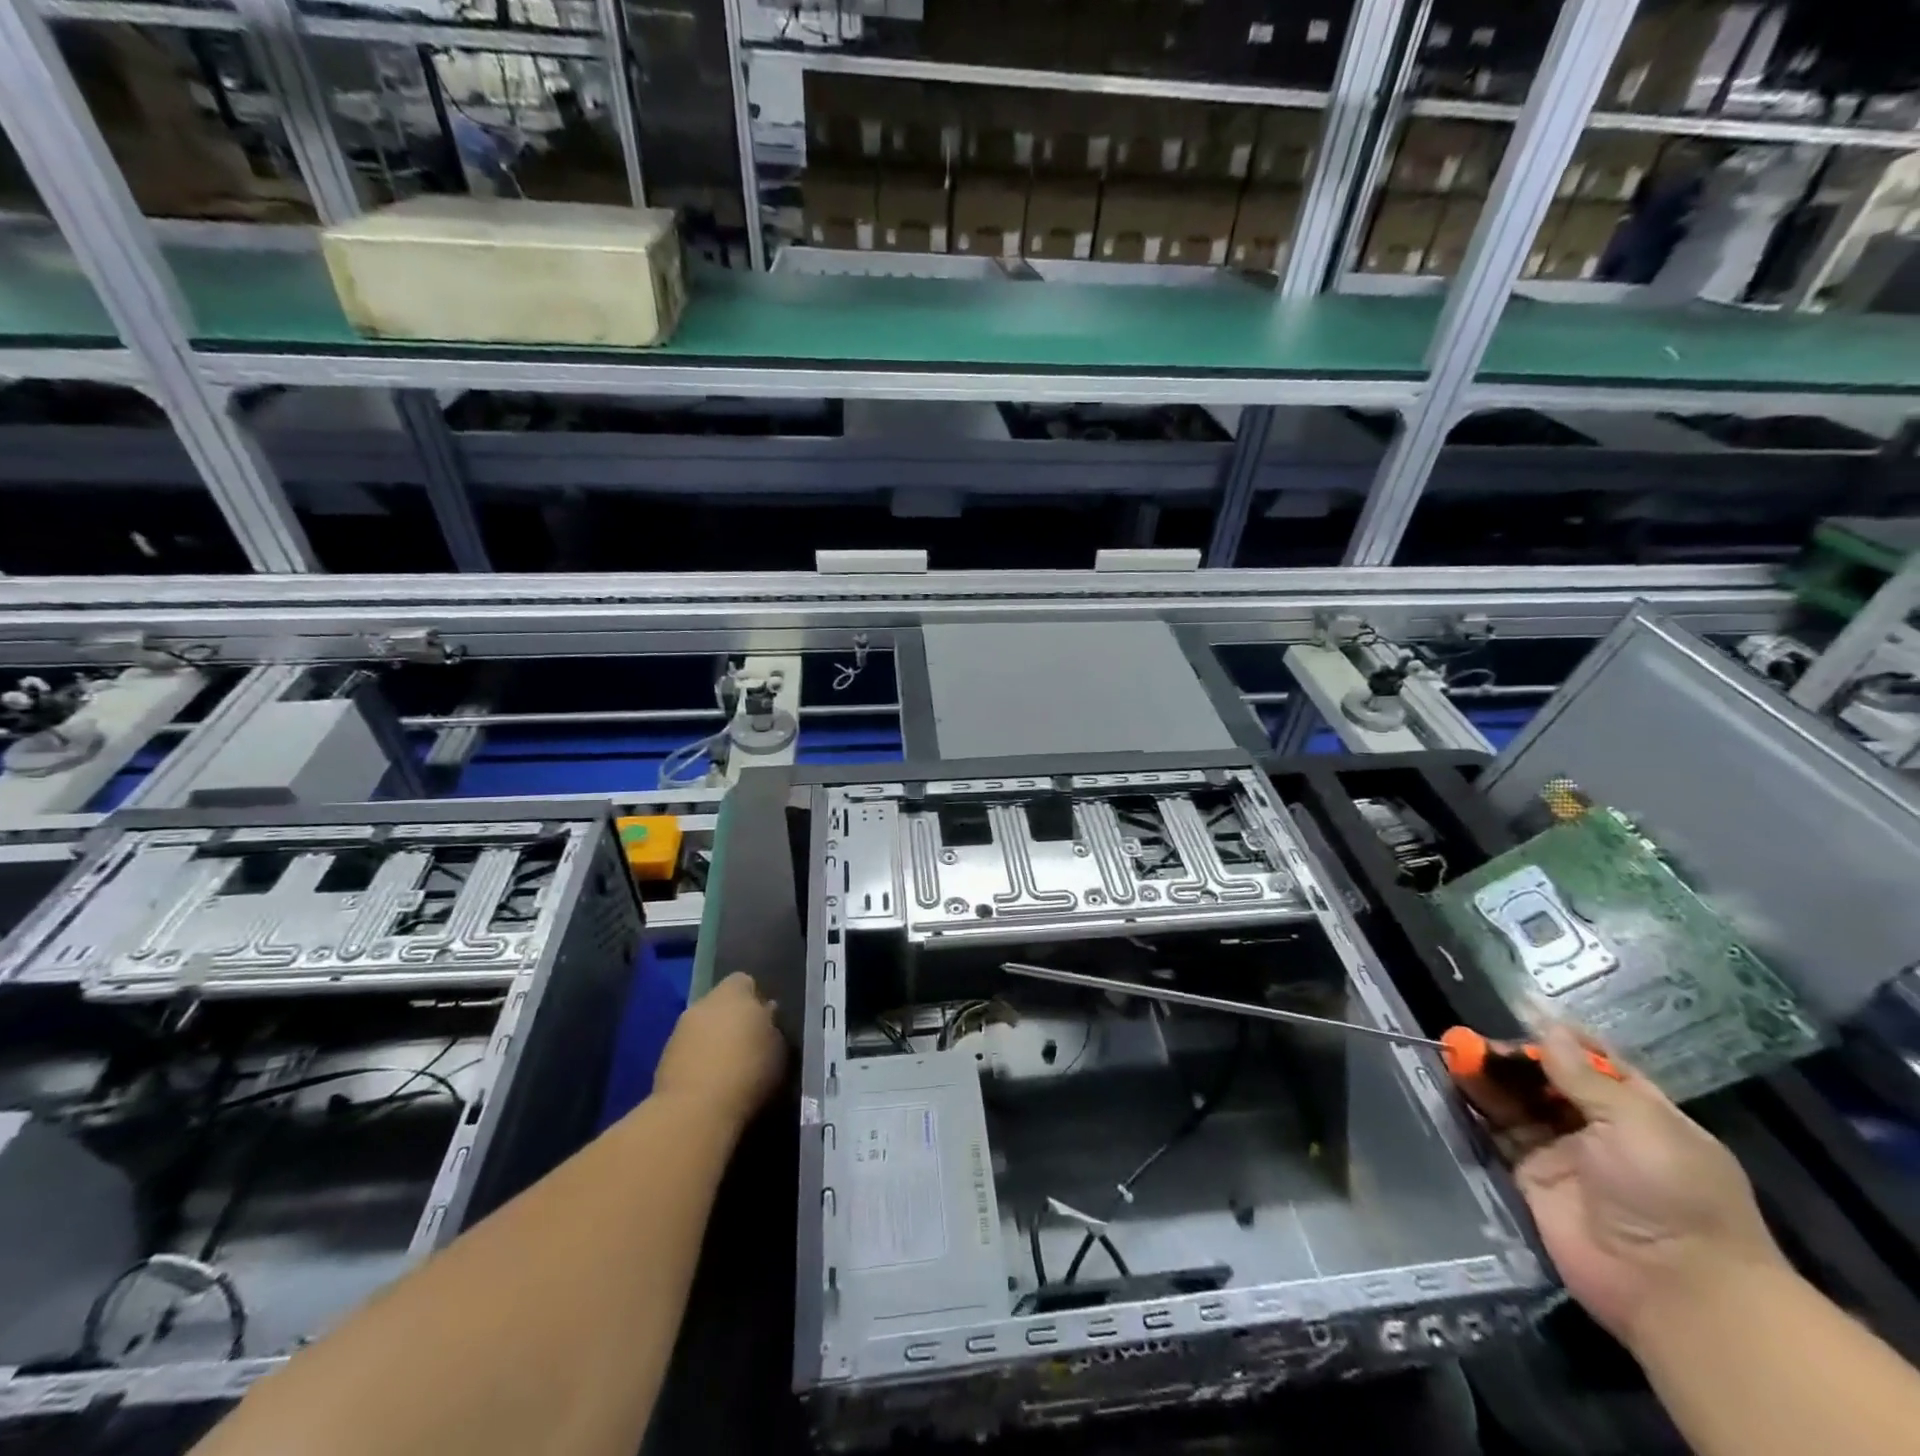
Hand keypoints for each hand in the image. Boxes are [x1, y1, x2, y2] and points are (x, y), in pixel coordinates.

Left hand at [653, 972, 785, 1130]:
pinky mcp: (663, 1059)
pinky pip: (688, 1052)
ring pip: (702, 1028)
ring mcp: (679, 1031)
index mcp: (734, 992)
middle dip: (732, 1020)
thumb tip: (766, 1015)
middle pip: (720, 1004)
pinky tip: (710, 1084)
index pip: (744, 981)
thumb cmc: (748, 1071)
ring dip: (713, 1041)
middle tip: (748, 1044)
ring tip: (729, 1068)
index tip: (765, 1020)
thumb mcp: (778, 1048)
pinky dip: (697, 1061)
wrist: (695, 1111)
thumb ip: (772, 1027)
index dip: (754, 998)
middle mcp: (703, 1004)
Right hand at [1478, 1026, 1787, 1350]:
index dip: (1557, 1036)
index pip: (1593, 1061)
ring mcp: (1562, 1155)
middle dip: (1511, 1056)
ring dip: (1487, 1077)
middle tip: (1471, 1040)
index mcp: (1639, 1112)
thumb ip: (1584, 1075)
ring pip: (1516, 1103)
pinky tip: (1453, 1085)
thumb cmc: (1672, 1194)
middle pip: (1545, 1079)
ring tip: (1453, 1053)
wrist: (1672, 1289)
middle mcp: (1598, 1128)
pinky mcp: (1530, 1178)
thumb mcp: (1638, 1123)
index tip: (1517, 1009)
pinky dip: (1475, 1110)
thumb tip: (1547, 1025)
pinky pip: (1497, 1135)